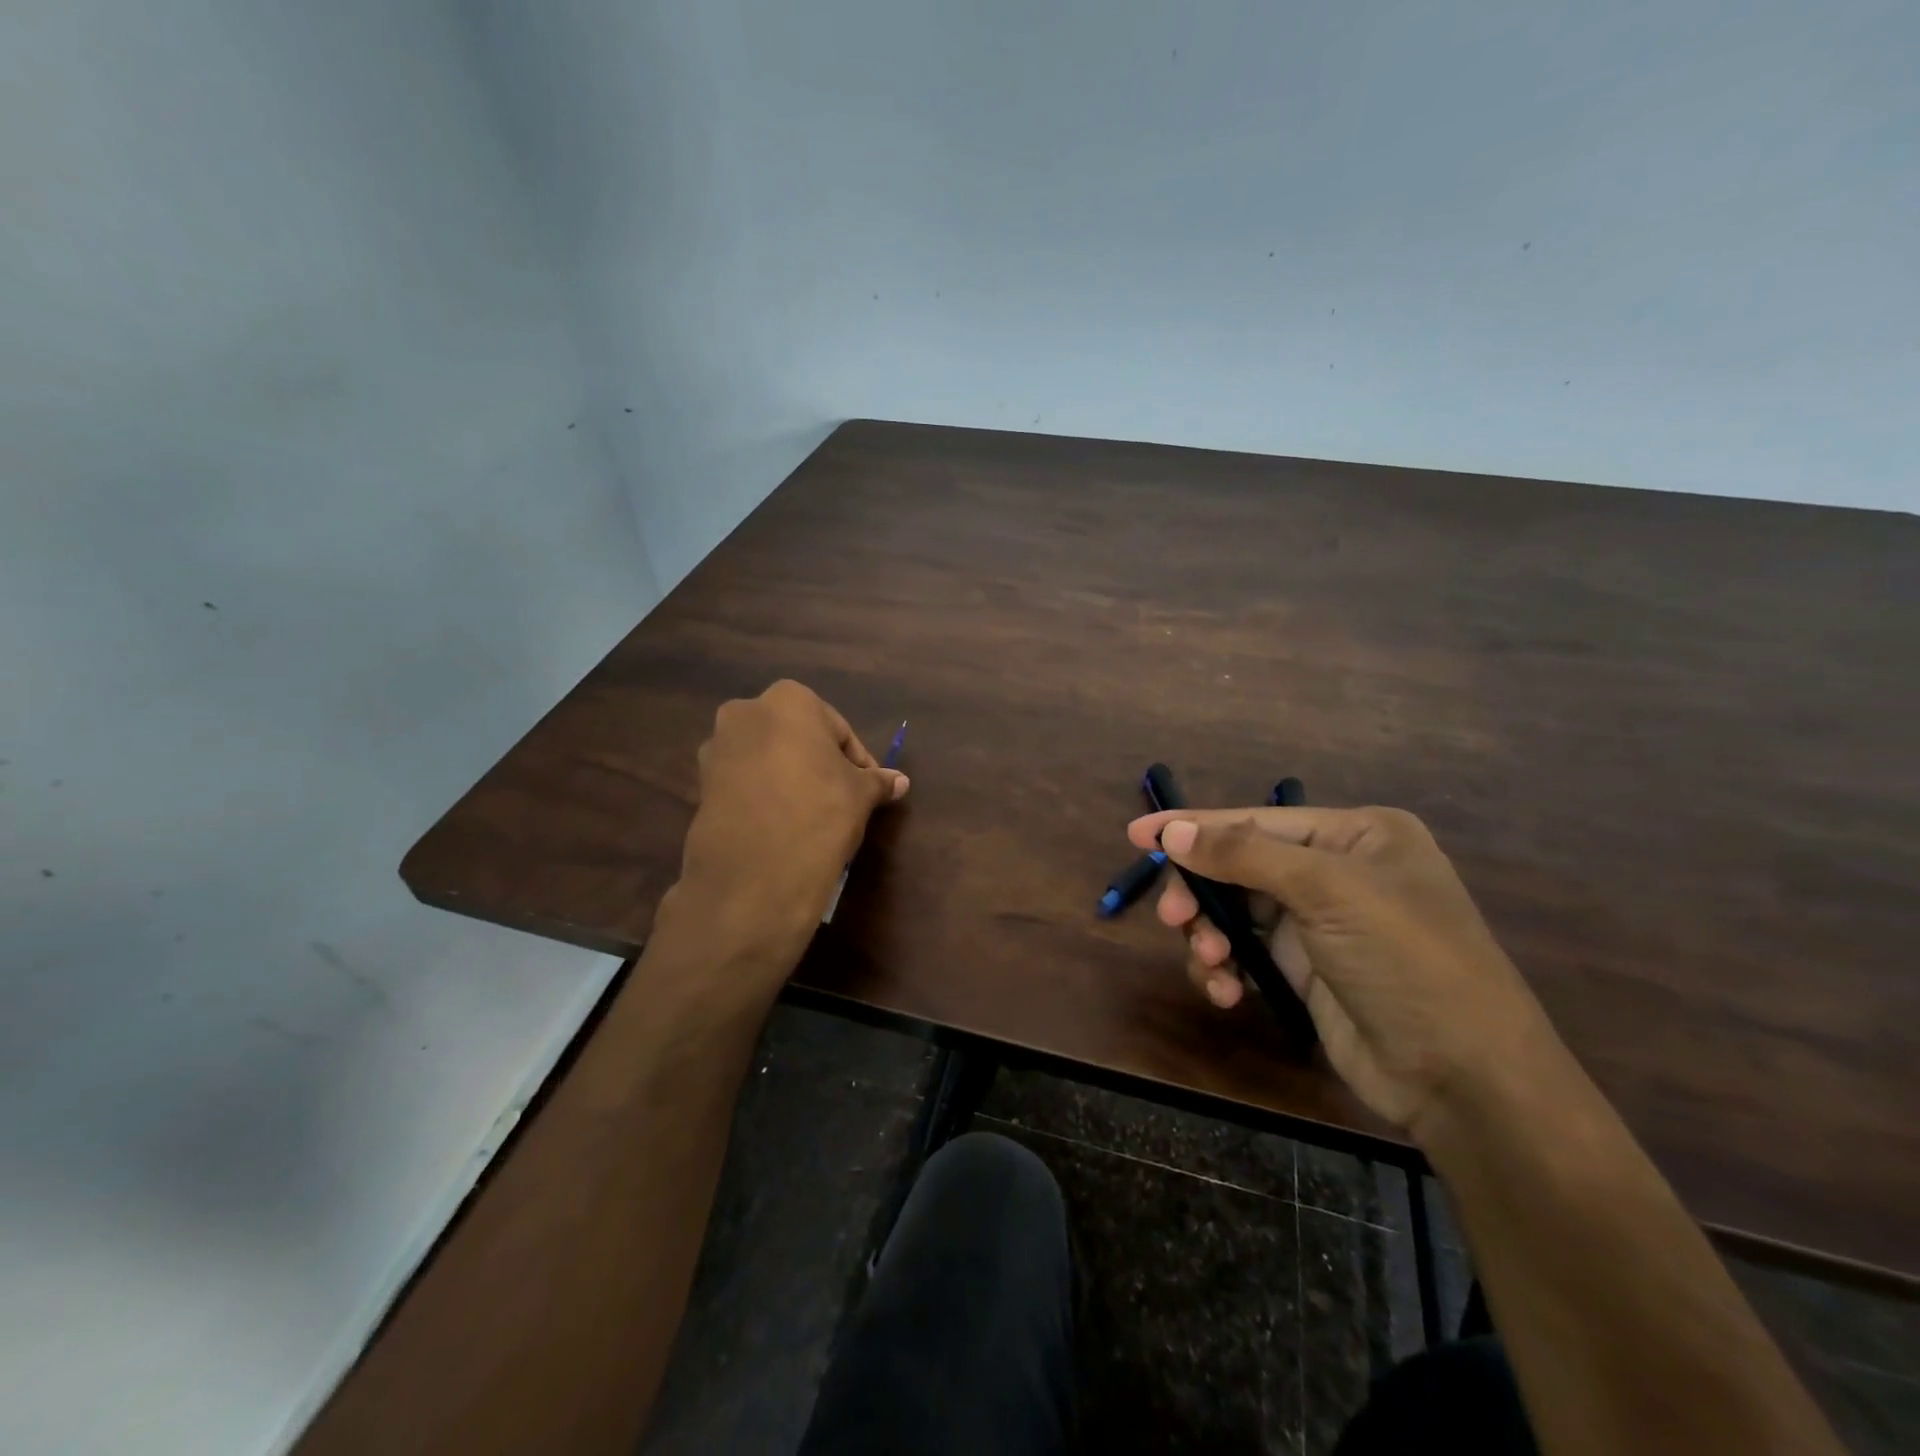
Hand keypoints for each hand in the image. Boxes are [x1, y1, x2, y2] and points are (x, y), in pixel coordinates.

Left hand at [664, 681, 907, 982]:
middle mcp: (746, 712)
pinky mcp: (701, 784)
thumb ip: (878, 782)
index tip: (869, 788)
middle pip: (797, 737)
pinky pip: (744, 782)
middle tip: (841, 797)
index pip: (838, 729)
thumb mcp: (860, 795)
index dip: (857, 761)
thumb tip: (900, 781)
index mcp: (789, 700)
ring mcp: (717, 749)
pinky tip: (782, 825)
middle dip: (818, 763)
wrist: (756, 871)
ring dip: (789, 778)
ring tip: (811, 814)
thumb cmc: (819, 811)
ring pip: (767, 758)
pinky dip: (764, 795)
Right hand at [1127, 806, 1563, 1138]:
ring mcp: (1319, 923)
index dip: (1194, 827)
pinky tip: (1225, 991)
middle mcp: (1336, 871)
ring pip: (1235, 913)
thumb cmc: (1405, 960)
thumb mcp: (1327, 892)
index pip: (1257, 821)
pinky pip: (1244, 953)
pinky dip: (1225, 968)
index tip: (1136, 834)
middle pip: (1239, 866)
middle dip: (1203, 893)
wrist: (1465, 1080)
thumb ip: (1243, 855)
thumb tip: (1172, 831)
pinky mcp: (1304, 971)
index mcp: (1356, 835)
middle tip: (1173, 917)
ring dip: (1211, 935)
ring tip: (1212, 962)